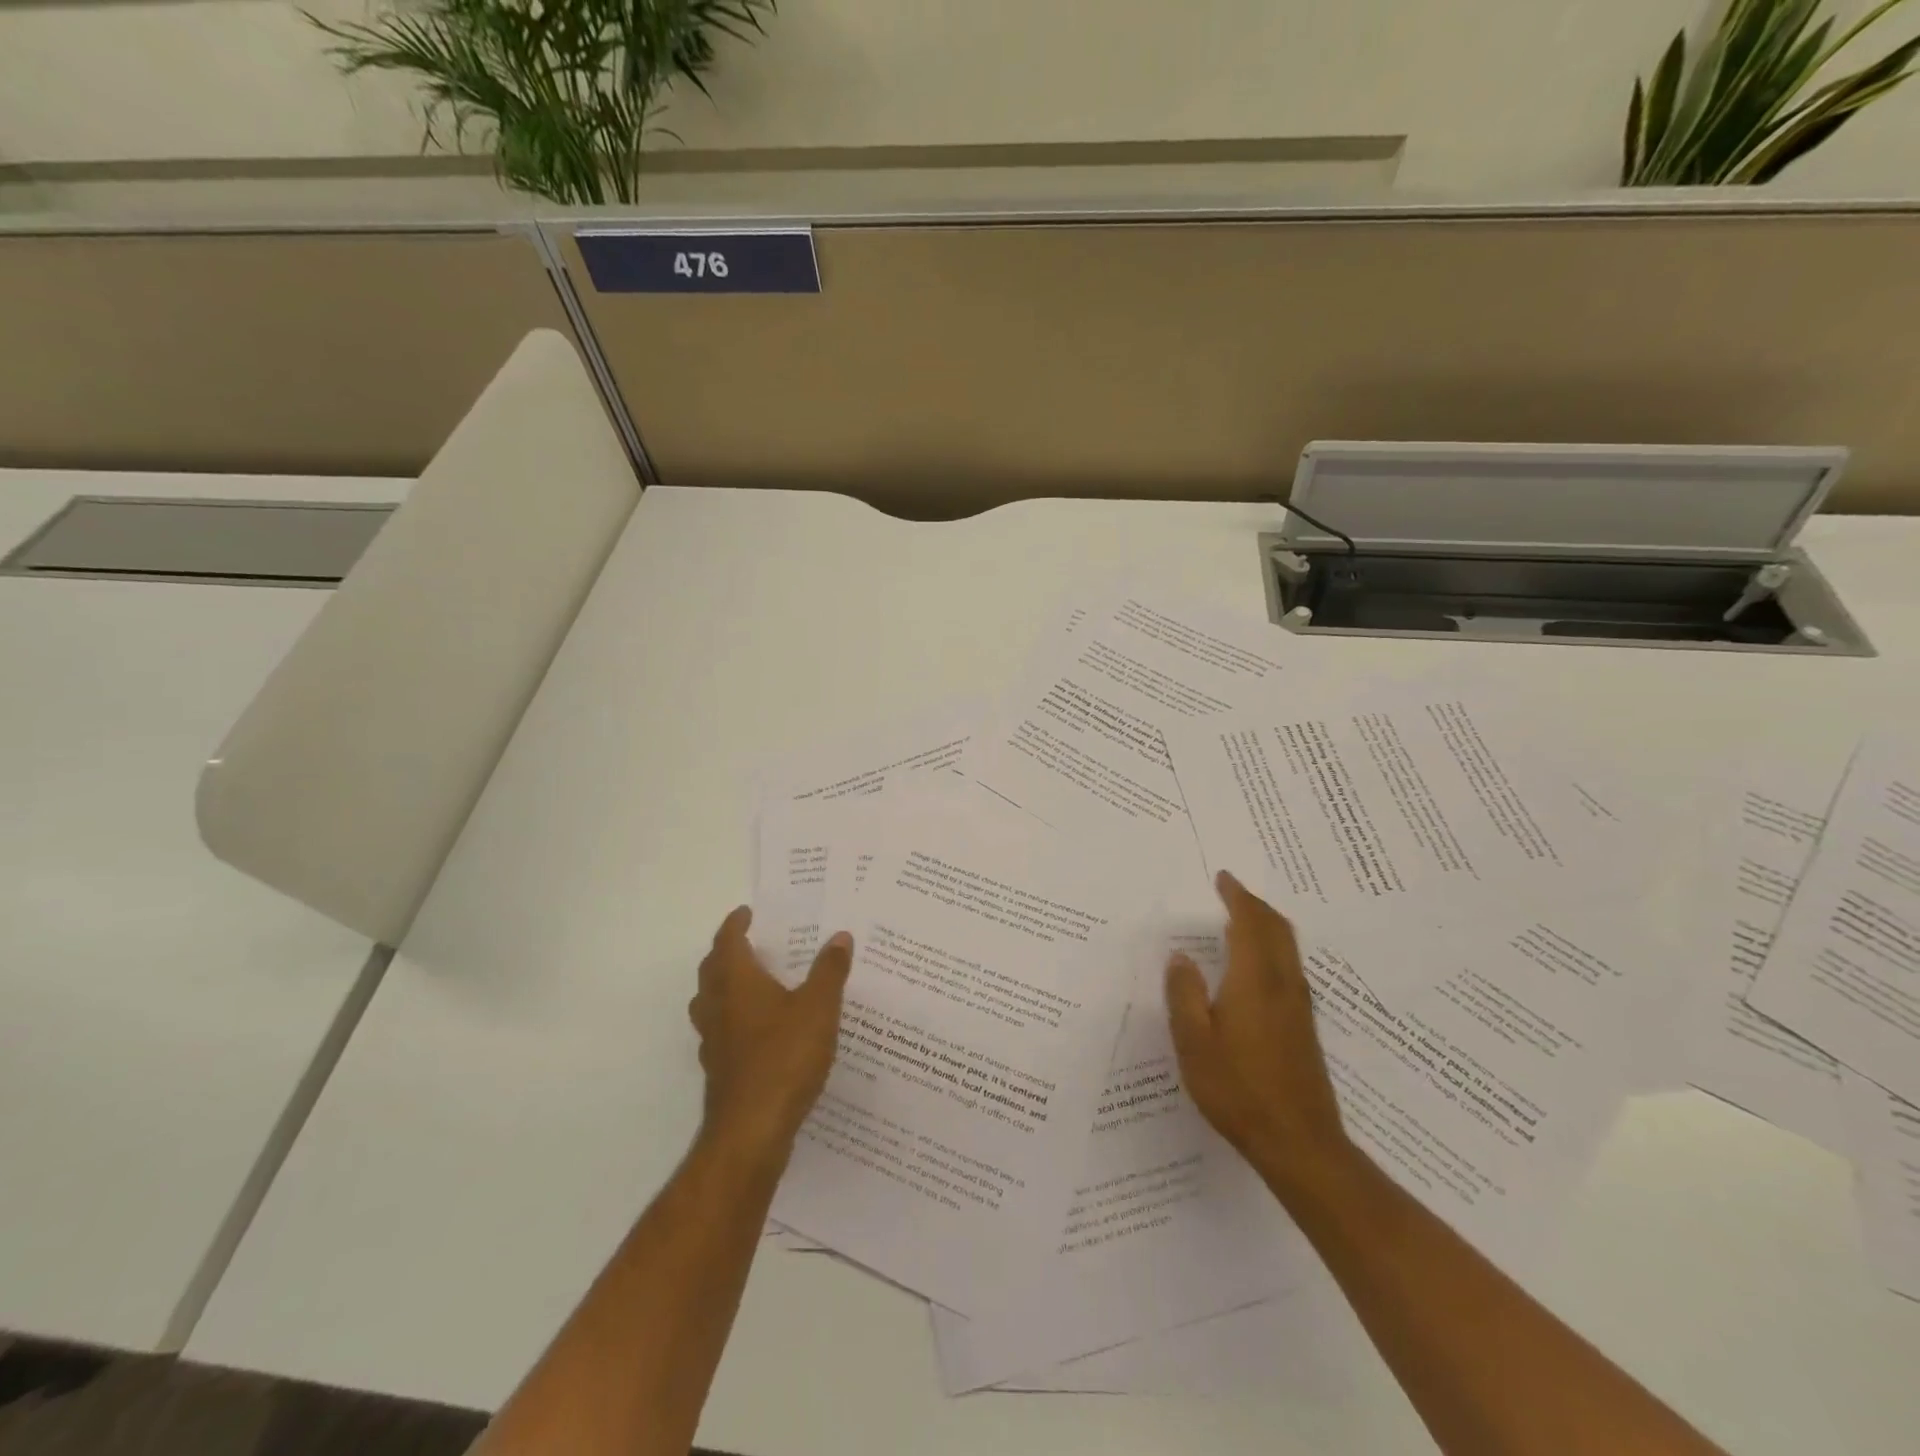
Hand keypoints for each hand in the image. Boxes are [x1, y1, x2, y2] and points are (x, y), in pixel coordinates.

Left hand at [689, 907, 852, 1161]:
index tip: (746, 913)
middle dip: (727, 952)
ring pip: (711, 1002)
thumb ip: (830, 970)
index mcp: (737, 982)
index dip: (735, 925)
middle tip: (749, 943)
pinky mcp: (719, 1070)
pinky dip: (734, 1019)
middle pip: (712, 970)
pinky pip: (721, 1031)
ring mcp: (714, 1041)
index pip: (728, 942)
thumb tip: (840, 936)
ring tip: (752, 983)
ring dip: (725, 986)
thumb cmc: (784, 1057)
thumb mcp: (819, 1007)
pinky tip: (758, 1031)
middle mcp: (718, 1006)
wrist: (752, 1130)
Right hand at [1165, 871, 1351, 1195]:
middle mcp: (1283, 985)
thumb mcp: (1194, 1042)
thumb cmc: (1239, 1089)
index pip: (1250, 924)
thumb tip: (1180, 957)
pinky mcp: (1303, 1026)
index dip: (1237, 897)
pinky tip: (1255, 964)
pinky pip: (1289, 966)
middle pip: (1277, 929)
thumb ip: (1184, 994)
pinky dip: (1272, 947)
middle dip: (1255, 904)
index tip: (1223, 878)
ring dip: (1266, 924)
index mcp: (1255, 981)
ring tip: (1241, 918)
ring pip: (1287, 947)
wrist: (1299, 1143)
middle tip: (1231, 890)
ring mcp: (1298, 1006)